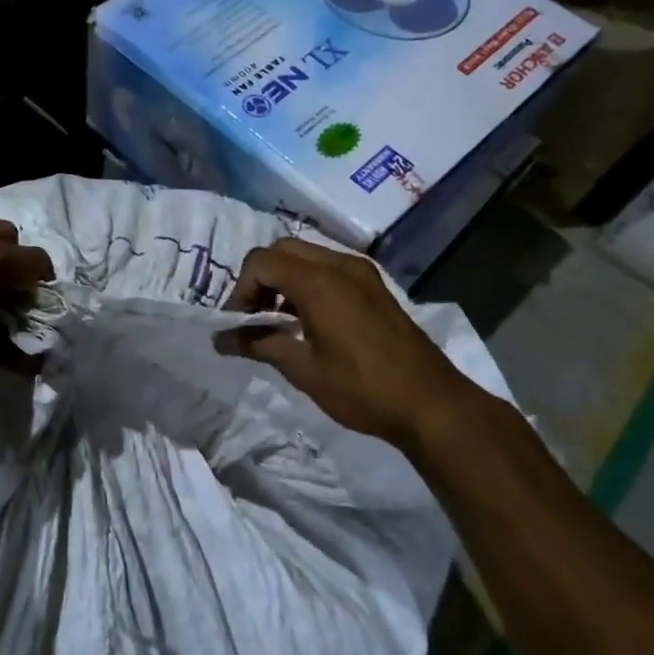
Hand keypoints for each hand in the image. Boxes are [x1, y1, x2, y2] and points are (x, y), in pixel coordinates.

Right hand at [220, 238, 511, 455]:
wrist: (432, 404)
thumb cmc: (363, 389)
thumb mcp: (304, 370)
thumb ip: (260, 344)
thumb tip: (221, 340)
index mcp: (319, 282)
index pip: (261, 262)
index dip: (240, 290)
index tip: (238, 325)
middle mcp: (340, 264)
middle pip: (282, 250)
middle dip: (259, 279)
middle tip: (253, 317)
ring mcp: (361, 272)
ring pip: (306, 255)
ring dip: (283, 279)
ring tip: (277, 321)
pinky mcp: (374, 285)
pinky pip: (328, 267)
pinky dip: (307, 282)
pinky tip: (307, 320)